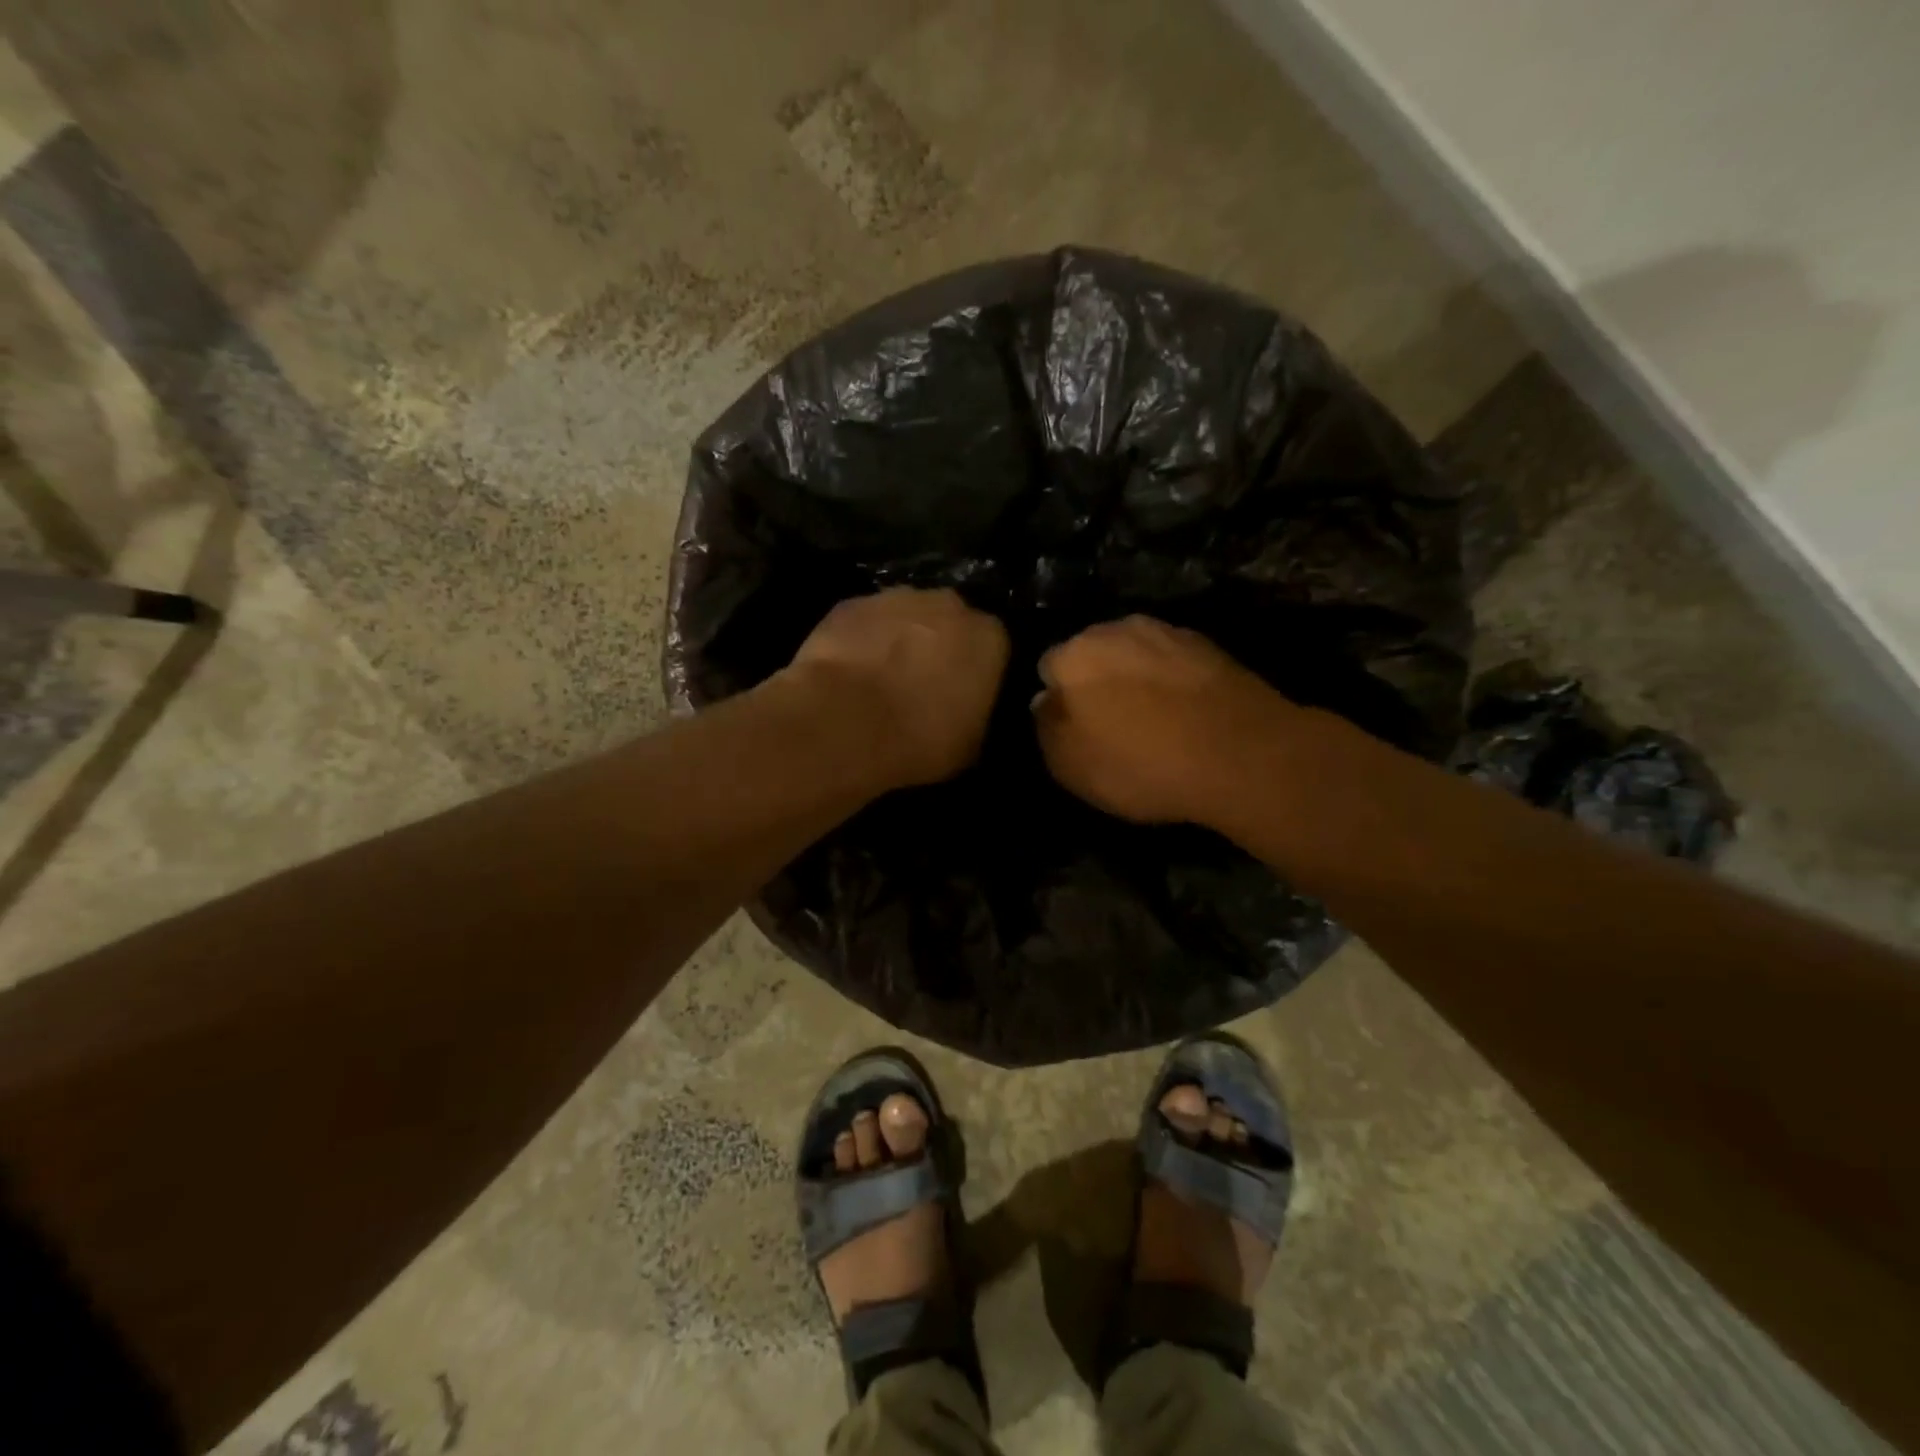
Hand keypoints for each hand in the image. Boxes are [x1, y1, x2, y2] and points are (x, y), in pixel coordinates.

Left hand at [789, 587, 1009, 788]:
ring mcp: (896, 598)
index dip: (977, 671)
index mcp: (989, 638)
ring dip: (899, 640)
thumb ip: (976, 715)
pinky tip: (849, 671)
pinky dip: (861, 640)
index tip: (963, 694)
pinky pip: (865, 622)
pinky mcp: (850, 604)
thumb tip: (968, 713)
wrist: (844, 723)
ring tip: (882, 678)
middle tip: (923, 684)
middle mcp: (948, 605)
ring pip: (906, 616)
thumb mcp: (970, 746)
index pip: (994, 647)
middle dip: (940, 646)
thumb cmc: (919, 740)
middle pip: (950, 622)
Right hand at [1034, 616, 1301, 824]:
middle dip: (1095, 681)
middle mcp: (1115, 629)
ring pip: (1134, 653)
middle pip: (1092, 653)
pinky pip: (1172, 662)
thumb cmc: (1142, 765)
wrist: (1243, 754)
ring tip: (1151, 718)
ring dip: (1134, 677)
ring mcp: (1166, 631)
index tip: (1074, 729)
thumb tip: (1045, 701)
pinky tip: (1185, 713)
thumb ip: (1047, 729)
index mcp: (1073, 655)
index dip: (1058, 700)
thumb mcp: (1072, 768)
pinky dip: (1171, 680)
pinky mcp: (1207, 644)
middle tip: (1111, 723)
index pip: (1048, 668)